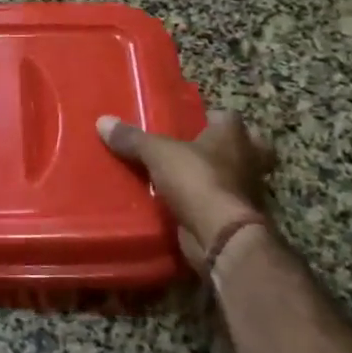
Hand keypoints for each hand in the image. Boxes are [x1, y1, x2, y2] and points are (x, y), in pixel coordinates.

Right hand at [97, 112, 277, 273]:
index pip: (228, 117)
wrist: (222, 235)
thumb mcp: (157, 153)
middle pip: (248, 148)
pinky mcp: (238, 219)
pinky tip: (185, 206)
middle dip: (229, 149)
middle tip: (199, 151)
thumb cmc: (197, 180)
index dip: (212, 117)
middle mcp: (248, 160)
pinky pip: (223, 205)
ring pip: (237, 178)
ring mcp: (248, 192)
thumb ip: (133, 139)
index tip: (192, 121)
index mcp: (233, 136)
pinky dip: (209, 205)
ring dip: (219, 179)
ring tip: (185, 179)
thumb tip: (103, 121)